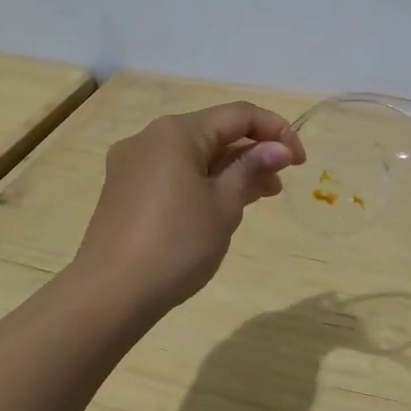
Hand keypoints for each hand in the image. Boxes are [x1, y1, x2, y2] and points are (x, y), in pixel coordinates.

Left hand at [74, 101, 304, 315]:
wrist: (110, 294)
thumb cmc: (176, 244)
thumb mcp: (224, 205)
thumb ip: (252, 169)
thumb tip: (278, 148)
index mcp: (176, 132)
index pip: (238, 115)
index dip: (276, 131)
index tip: (300, 161)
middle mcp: (149, 137)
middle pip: (213, 132)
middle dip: (251, 152)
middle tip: (279, 183)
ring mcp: (131, 164)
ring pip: (192, 154)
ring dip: (227, 169)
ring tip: (256, 197)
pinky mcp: (122, 189)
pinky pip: (172, 172)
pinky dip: (201, 181)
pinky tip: (217, 207)